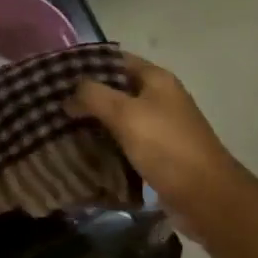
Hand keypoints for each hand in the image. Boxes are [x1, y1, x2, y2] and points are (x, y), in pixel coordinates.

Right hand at [67, 52, 246, 221]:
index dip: (87, 64)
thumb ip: (94, 96)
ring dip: (94, 123)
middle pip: (117, 89)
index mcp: (157, 79)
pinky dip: (106, 145)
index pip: (116, 60)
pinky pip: (125, 142)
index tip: (56, 75)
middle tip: (51, 105)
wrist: (206, 197)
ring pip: (119, 118)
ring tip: (59, 128)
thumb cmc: (166, 147)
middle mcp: (160, 98)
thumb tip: (69, 94)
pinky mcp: (158, 154)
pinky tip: (83, 152)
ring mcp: (160, 127)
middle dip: (87, 97)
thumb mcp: (126, 114)